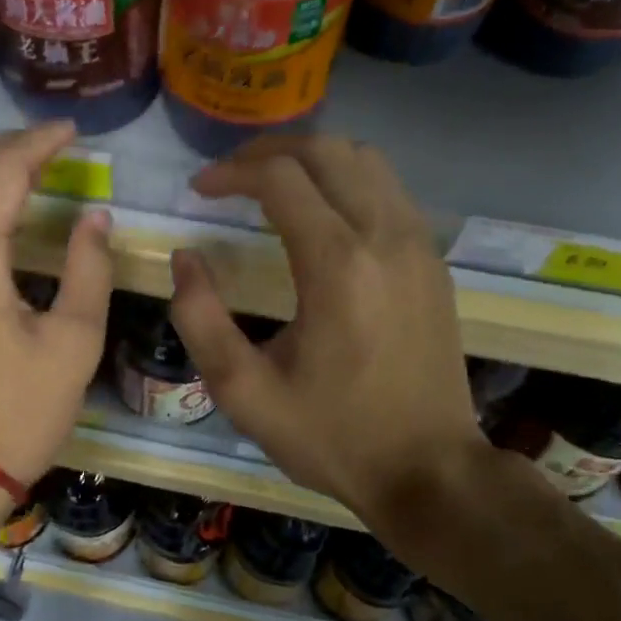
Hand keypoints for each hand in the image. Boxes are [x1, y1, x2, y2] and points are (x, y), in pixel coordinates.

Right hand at [169, 136, 488, 523]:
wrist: (430, 472)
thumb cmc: (332, 436)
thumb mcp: (244, 392)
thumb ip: (201, 319)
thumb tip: (186, 259)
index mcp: (337, 265)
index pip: (279, 177)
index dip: (230, 173)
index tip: (198, 191)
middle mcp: (385, 236)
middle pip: (327, 149)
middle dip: (269, 150)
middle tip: (229, 176)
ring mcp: (418, 245)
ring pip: (365, 160)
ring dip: (312, 159)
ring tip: (270, 184)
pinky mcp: (433, 262)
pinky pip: (389, 190)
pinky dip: (346, 180)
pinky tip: (320, 214)